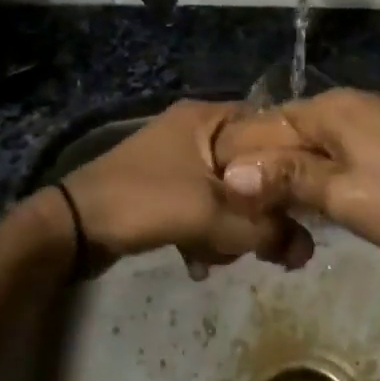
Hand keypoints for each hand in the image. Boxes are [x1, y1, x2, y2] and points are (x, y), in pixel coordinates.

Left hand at [60, 100, 311, 273]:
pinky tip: (197, 262)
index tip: (301, 201)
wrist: (71, 229)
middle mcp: (195, 131)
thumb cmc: (144, 202)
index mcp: (207, 117)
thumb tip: (308, 249)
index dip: (288, 164)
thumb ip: (265, 230)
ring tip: (216, 256)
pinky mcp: (163, 189)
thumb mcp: (211, 214)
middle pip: (250, 168)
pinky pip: (202, 208)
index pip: (269, 128)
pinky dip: (205, 234)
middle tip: (262, 245)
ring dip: (227, 229)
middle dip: (254, 212)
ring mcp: (177, 160)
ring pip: (227, 193)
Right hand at [215, 88, 379, 263]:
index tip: (223, 205)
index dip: (239, 163)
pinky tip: (312, 209)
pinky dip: (320, 180)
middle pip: (286, 135)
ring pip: (311, 148)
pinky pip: (337, 155)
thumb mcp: (345, 197)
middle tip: (249, 224)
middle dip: (265, 176)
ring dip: (292, 182)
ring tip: (274, 224)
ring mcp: (370, 121)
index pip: (262, 126)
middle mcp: (346, 104)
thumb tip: (232, 172)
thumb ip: (288, 180)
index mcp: (329, 109)